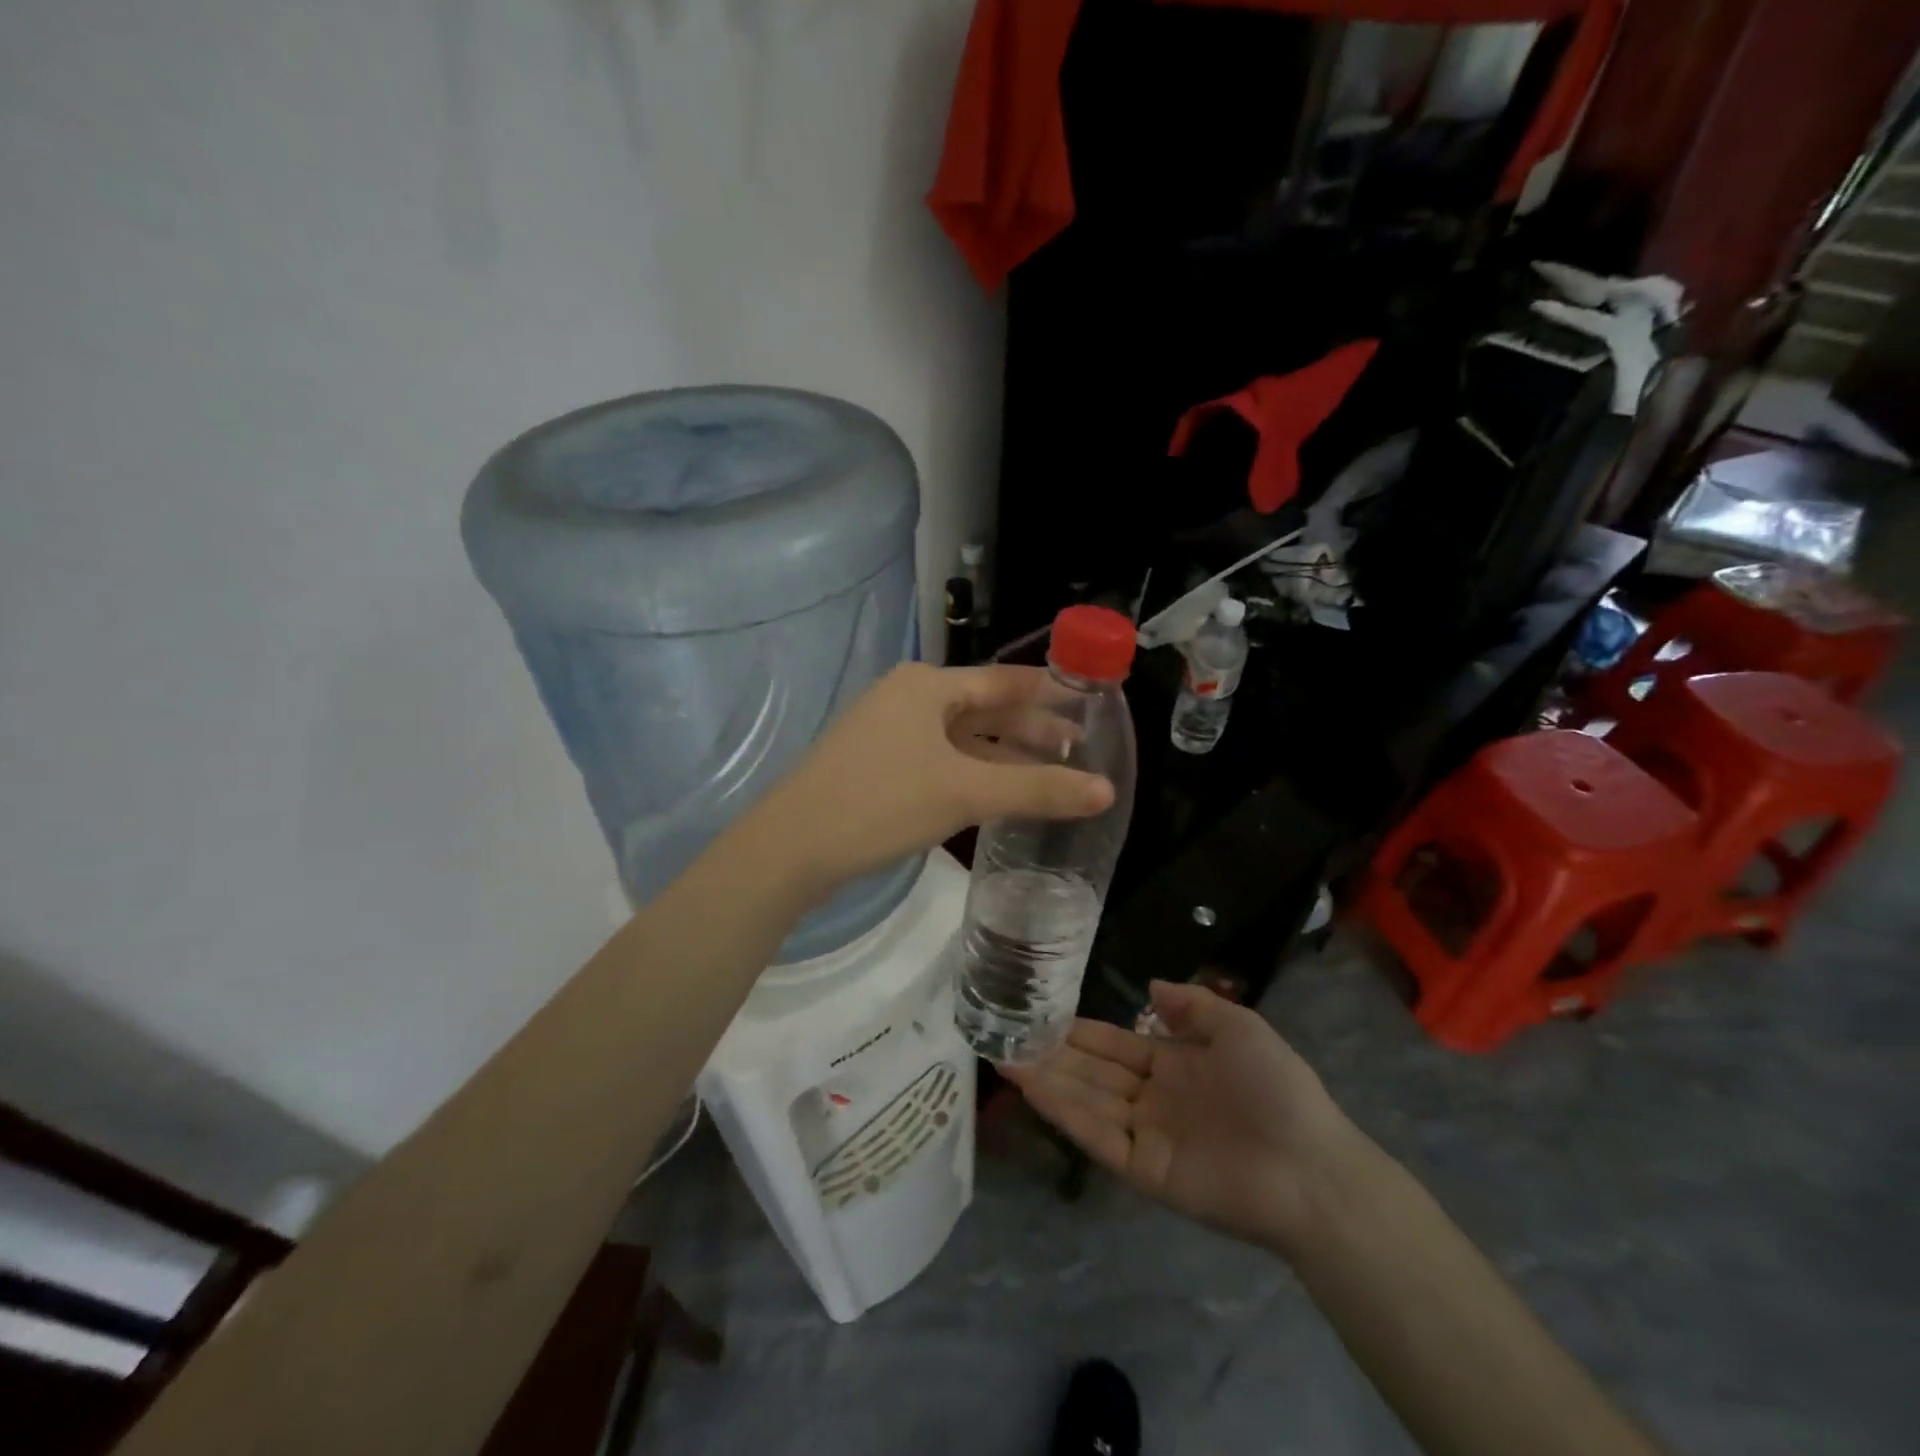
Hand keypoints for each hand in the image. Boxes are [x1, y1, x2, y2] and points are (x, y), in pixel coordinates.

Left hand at [755, 662, 1113, 899]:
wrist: (791, 846)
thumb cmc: (882, 802)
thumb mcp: (966, 793)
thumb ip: (1037, 789)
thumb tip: (1106, 791)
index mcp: (927, 685)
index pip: (1005, 681)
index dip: (1049, 695)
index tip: (1090, 707)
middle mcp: (907, 697)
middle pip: (983, 708)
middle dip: (1030, 728)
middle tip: (1079, 748)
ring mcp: (887, 730)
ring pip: (960, 737)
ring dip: (1002, 753)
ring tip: (1048, 771)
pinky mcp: (875, 763)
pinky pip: (938, 758)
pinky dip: (971, 771)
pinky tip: (994, 791)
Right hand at [1003, 980, 1362, 1256]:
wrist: (1311, 1169)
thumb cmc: (1277, 1089)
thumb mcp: (1239, 1028)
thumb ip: (1192, 1005)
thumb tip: (1150, 984)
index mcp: (1174, 1065)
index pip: (1115, 1045)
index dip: (1080, 1031)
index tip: (1042, 1013)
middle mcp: (1153, 1099)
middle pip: (1092, 1072)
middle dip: (1052, 1053)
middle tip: (1006, 1032)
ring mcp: (1145, 1135)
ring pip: (1086, 1100)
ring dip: (1046, 1080)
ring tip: (1004, 1055)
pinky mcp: (1142, 1170)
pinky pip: (1096, 1135)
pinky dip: (1063, 1112)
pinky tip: (1033, 1087)